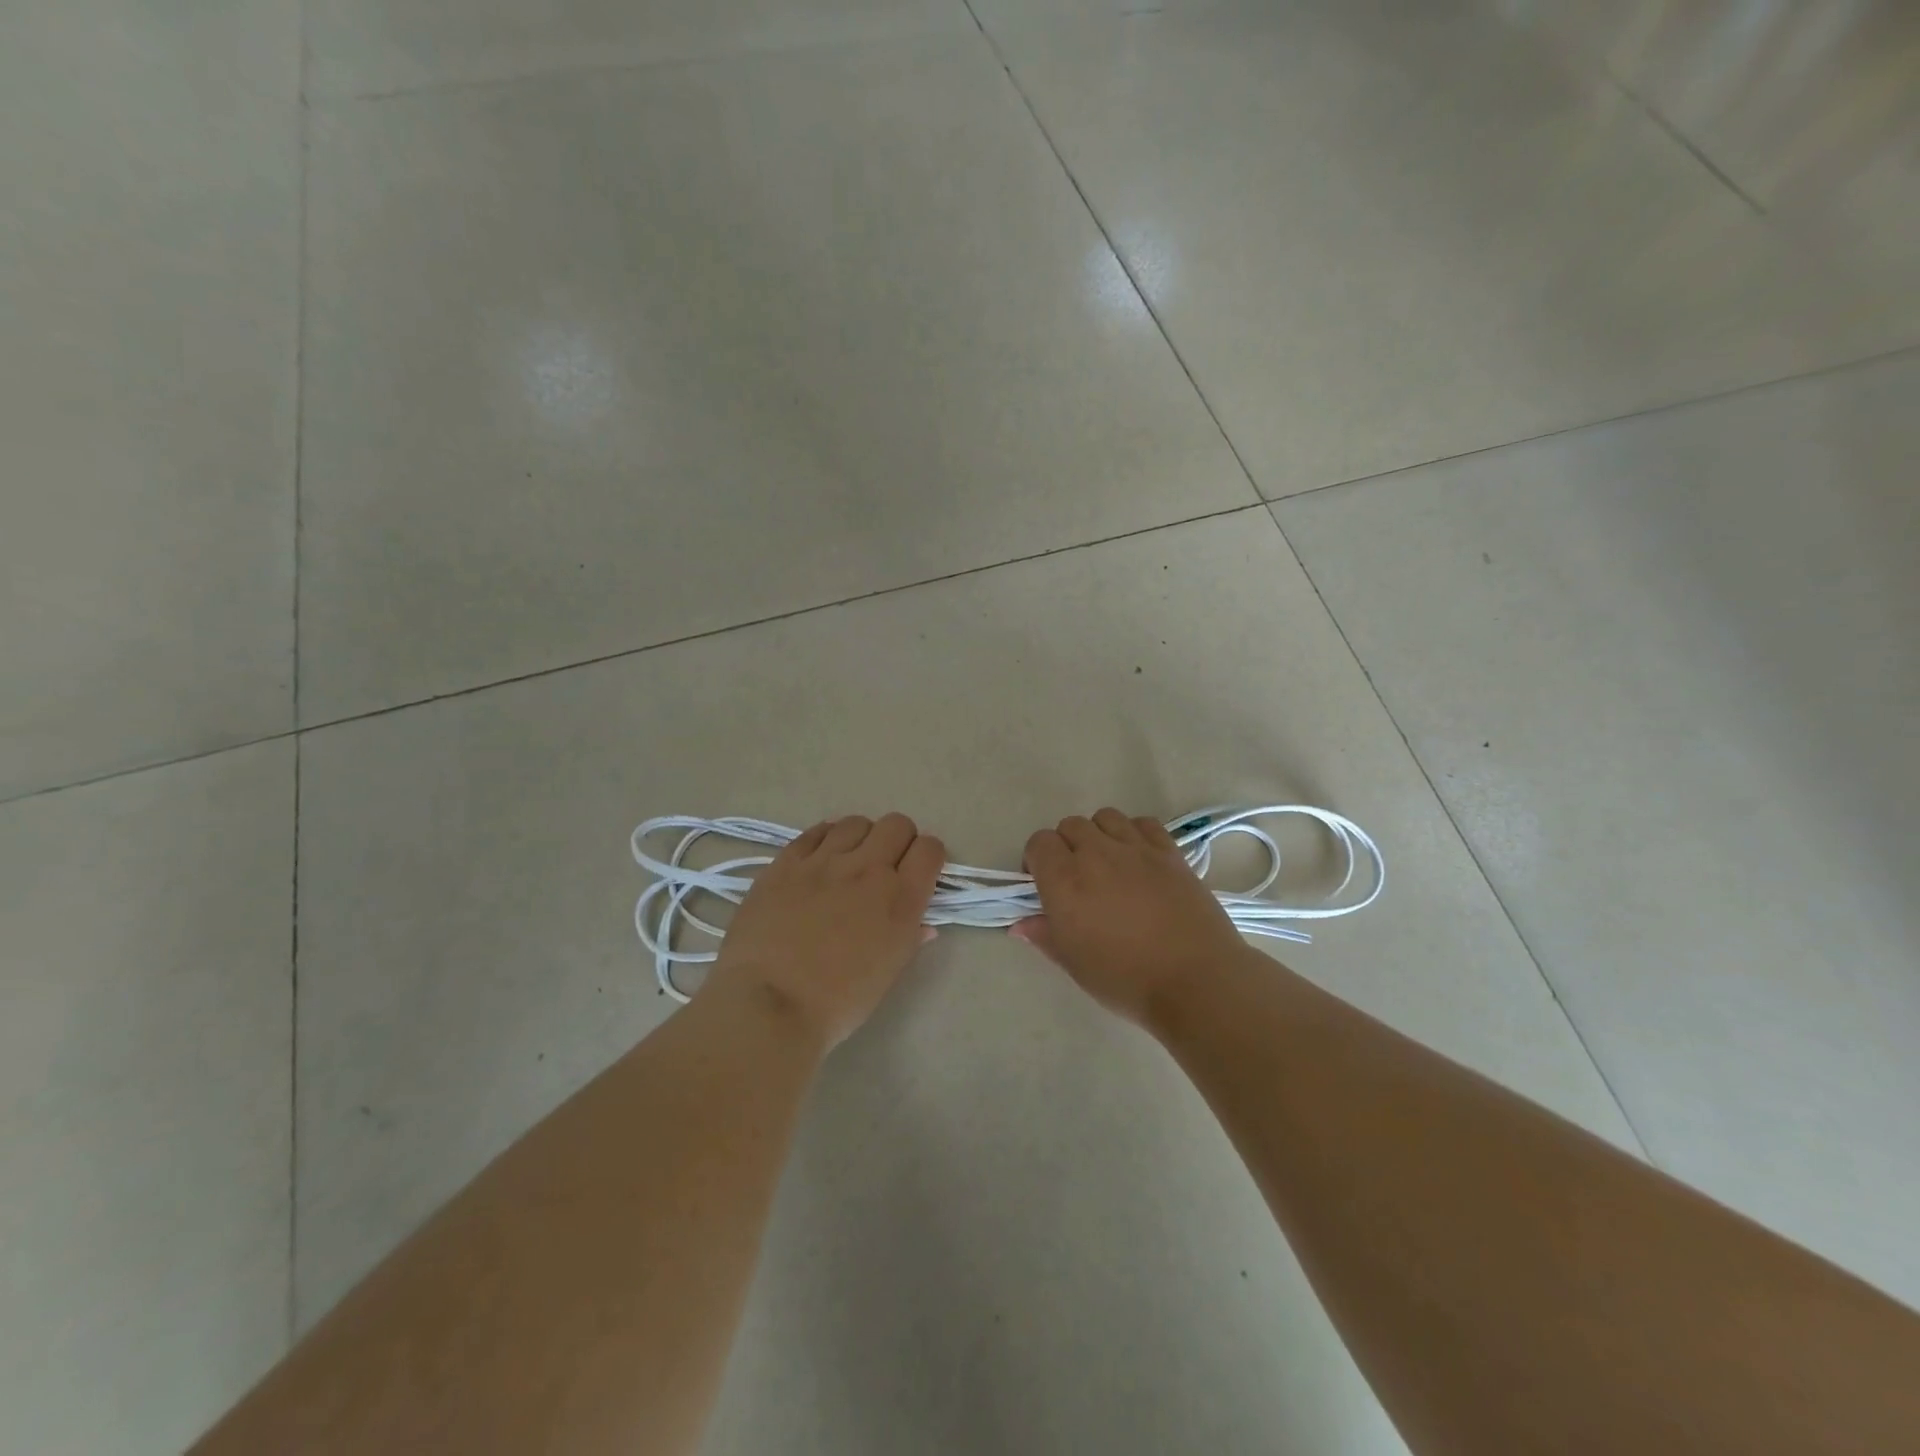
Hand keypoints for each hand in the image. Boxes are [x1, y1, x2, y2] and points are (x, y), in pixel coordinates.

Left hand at [707, 813, 944, 1046]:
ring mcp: (824, 861)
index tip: (918, 872)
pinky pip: (815, 831)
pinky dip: (825, 840)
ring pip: (856, 823)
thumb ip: (908, 939)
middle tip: (885, 866)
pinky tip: (819, 860)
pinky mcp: (787, 862)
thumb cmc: (837, 1002)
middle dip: (898, 841)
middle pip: (897, 825)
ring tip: (848, 862)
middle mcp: (868, 870)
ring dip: (860, 838)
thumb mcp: (886, 975)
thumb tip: (923, 925)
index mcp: (900, 900)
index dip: (928, 857)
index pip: (930, 850)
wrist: (768, 1005)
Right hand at [1012, 808, 1250, 1026]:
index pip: (1038, 843)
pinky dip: (1135, 833)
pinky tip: (1139, 860)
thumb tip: (1020, 923)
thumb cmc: (1126, 979)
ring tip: (1108, 864)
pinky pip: (1143, 823)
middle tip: (1076, 879)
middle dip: (1066, 846)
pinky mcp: (1169, 852)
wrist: (1196, 981)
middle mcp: (1096, 854)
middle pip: (1070, 825)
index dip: (1036, 860)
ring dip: (1099, 835)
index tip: (1043, 885)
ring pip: (1105, 817)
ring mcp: (1136, 848)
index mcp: (1065, 881)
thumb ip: (1044, 936)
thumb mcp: (1074, 964)